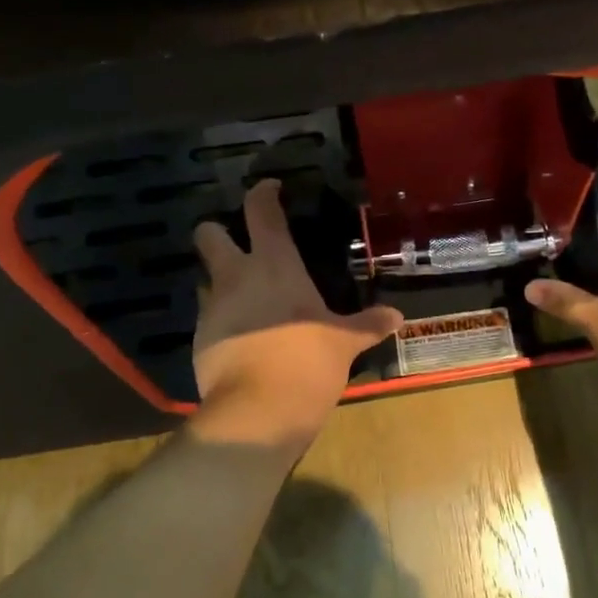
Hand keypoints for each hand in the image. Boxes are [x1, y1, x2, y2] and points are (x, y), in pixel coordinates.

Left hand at [189, 180, 402, 446]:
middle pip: (209, 235)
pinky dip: (223, 322)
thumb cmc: (308, 361)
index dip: (263, 193)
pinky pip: (209, 319)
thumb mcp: (344, 342)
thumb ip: (367, 325)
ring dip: (220, 282)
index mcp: (274, 264)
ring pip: (205, 279)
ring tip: (245, 299)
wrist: (259, 410)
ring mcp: (213, 308)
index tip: (270, 188)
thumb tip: (398, 317)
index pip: (261, 211)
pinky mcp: (200, 341)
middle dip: (216, 232)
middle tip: (238, 244)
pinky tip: (243, 340)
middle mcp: (236, 277)